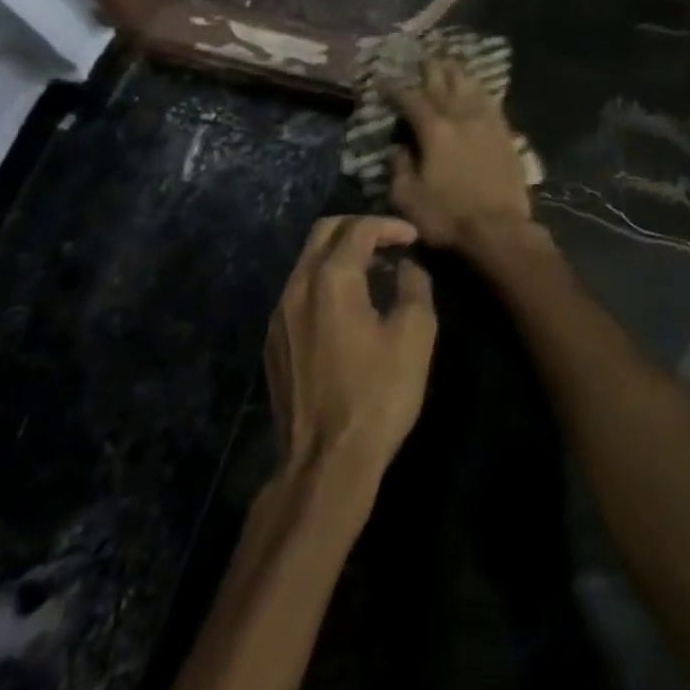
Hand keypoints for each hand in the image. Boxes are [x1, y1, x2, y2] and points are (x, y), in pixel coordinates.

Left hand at [265, 216, 435, 487]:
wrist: (324, 463)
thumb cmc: (377, 395)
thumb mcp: (415, 336)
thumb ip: (414, 287)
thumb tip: (406, 267)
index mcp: (330, 279)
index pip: (358, 229)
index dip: (389, 225)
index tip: (413, 237)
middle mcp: (297, 287)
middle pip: (324, 232)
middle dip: (359, 228)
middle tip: (390, 242)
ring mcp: (279, 315)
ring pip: (308, 260)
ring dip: (341, 254)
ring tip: (375, 272)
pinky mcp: (274, 341)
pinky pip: (300, 290)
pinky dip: (326, 280)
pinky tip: (350, 307)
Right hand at [388, 57, 533, 247]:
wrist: (500, 230)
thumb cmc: (448, 217)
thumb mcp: (408, 198)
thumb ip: (399, 168)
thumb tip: (398, 148)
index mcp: (434, 130)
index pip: (411, 99)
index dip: (395, 88)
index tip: (384, 79)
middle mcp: (461, 117)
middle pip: (444, 83)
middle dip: (430, 69)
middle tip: (422, 58)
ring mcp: (487, 123)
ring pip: (471, 87)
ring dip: (457, 73)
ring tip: (449, 63)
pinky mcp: (506, 134)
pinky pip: (492, 103)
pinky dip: (481, 91)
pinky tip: (478, 88)